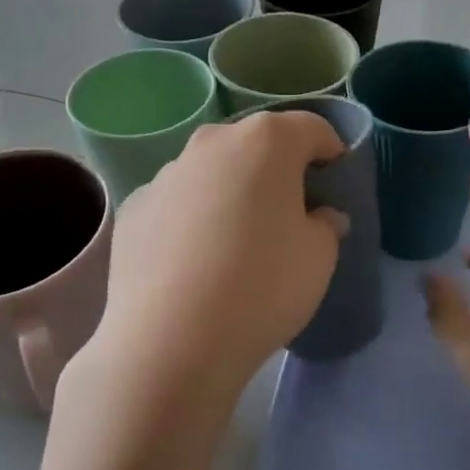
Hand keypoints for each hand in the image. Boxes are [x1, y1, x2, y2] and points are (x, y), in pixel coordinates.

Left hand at [83, 110, 348, 416]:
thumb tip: (320, 217)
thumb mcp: (319, 258)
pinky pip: (177, 203)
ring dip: (230, 191)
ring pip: (212, 171)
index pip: (310, 128)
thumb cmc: (263, 287)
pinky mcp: (133, 208)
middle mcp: (212, 143)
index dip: (330, 150)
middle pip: (255, 144)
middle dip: (276, 168)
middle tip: (289, 210)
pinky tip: (195, 262)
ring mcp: (166, 174)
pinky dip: (191, 218)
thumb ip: (326, 226)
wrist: (171, 341)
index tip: (335, 179)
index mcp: (266, 142)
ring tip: (237, 240)